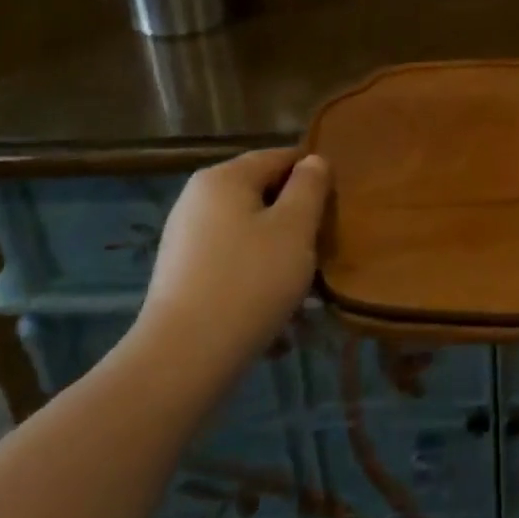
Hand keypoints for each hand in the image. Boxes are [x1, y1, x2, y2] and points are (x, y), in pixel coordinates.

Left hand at [135, 148, 331, 368]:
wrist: (183, 360)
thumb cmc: (249, 281)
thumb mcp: (295, 227)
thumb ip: (309, 186)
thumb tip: (313, 162)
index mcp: (224, 178)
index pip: (281, 157)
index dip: (314, 176)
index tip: (336, 208)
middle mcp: (198, 200)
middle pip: (263, 195)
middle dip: (296, 220)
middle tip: (324, 249)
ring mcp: (185, 239)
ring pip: (250, 233)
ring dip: (279, 254)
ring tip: (304, 291)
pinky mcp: (182, 277)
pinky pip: (232, 264)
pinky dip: (256, 279)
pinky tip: (275, 315)